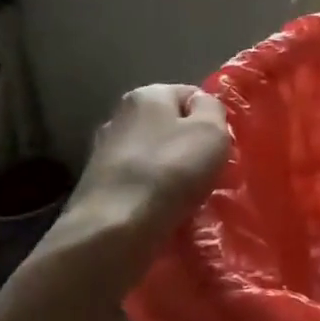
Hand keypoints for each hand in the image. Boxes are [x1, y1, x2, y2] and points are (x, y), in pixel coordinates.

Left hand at [34, 84, 230, 274]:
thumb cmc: (172, 170)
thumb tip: (203, 106)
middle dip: (190, 144)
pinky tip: (163, 207)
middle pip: (169, 125)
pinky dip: (152, 190)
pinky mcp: (97, 184)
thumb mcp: (211, 131)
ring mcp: (104, 151)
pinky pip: (138, 180)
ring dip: (171, 170)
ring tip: (188, 195)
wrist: (116, 226)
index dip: (212, 119)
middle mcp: (119, 115)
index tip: (222, 146)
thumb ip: (213, 109)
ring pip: (153, 154)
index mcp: (146, 95)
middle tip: (209, 171)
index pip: (190, 94)